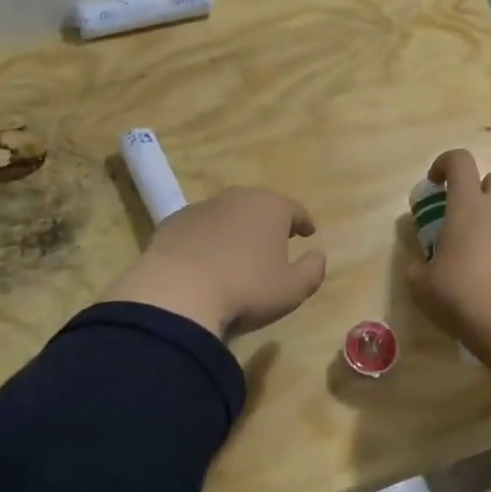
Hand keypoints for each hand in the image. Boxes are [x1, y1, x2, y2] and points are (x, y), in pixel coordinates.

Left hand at [101, 187, 327, 337]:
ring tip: (237, 253)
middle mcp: (237, 198)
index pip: (294, 209)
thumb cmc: (246, 289)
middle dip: (268, 221)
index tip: (308, 232)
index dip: (303, 222)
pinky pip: (198, 228)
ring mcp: (201, 208)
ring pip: (226, 214)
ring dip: (235, 229)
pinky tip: (204, 261)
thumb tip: (318, 255)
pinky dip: (206, 239)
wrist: (177, 293)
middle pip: (259, 206)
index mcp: (271, 207)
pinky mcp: (172, 223)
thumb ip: (313, 270)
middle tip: (274, 240)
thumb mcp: (292, 289)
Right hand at [406, 150, 490, 351]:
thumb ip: (416, 266)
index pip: (460, 161)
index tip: (434, 183)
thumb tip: (417, 263)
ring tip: (483, 253)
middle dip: (480, 189)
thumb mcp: (421, 285)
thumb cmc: (461, 296)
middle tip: (464, 216)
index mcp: (468, 206)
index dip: (445, 163)